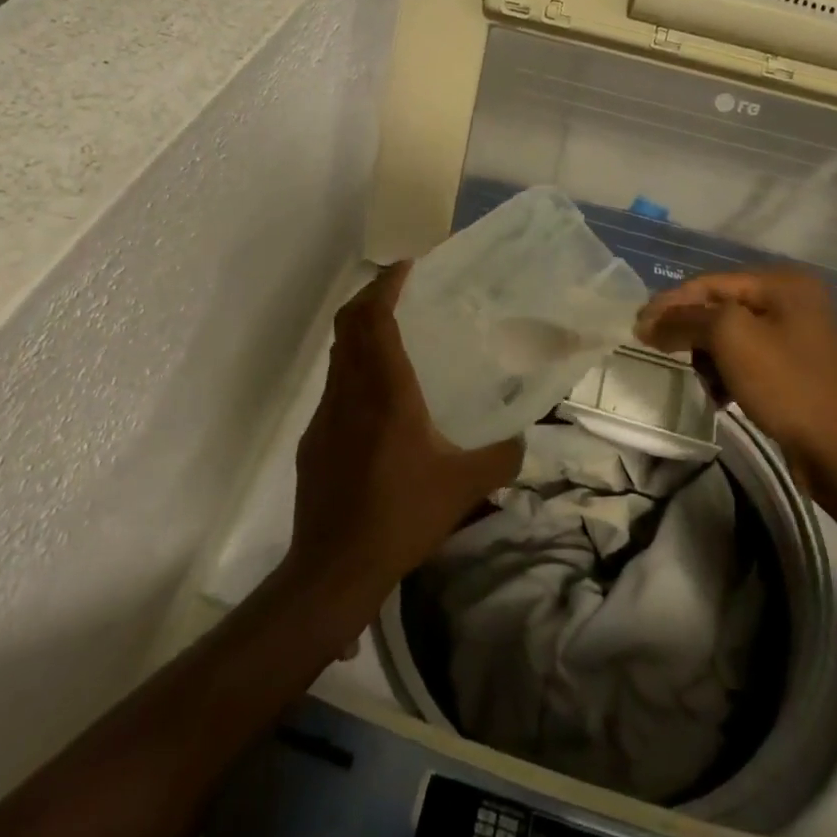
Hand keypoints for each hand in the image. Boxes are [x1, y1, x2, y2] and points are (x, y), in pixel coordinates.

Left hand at [289, 263, 522, 601]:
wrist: (334, 569)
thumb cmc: (401, 516)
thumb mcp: (465, 486)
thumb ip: (502, 456)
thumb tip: (523, 438)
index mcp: (385, 392)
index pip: (373, 319)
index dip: (386, 285)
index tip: (406, 267)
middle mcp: (350, 392)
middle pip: (348, 325)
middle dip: (370, 297)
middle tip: (400, 290)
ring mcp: (325, 416)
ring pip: (338, 356)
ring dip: (360, 334)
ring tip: (394, 338)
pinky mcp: (314, 441)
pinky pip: (334, 388)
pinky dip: (354, 372)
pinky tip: (378, 402)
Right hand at [635, 267, 836, 463]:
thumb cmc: (787, 384)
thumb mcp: (730, 339)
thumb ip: (686, 319)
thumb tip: (649, 321)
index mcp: (782, 282)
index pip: (710, 283)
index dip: (671, 303)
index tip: (637, 328)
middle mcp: (792, 300)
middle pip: (719, 307)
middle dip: (690, 332)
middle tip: (655, 350)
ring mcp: (797, 335)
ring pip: (730, 336)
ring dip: (708, 357)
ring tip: (702, 381)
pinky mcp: (796, 368)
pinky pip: (747, 360)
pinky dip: (728, 374)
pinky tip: (721, 397)